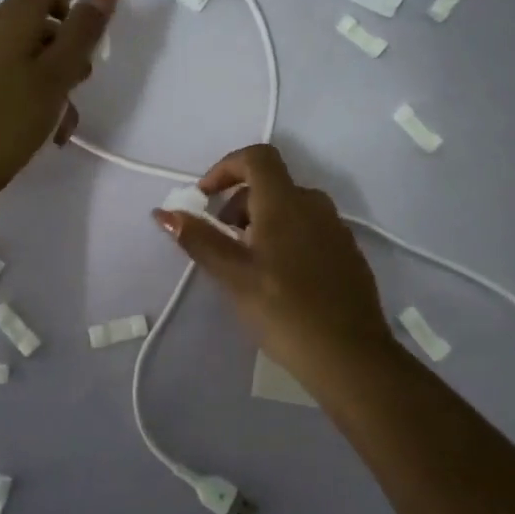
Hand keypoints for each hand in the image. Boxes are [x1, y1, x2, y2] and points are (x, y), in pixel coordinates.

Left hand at [0, 0, 119, 205]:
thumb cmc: (8, 120)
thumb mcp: (57, 74)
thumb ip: (85, 29)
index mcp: (6, 19)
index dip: (73, 5)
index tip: (86, 45)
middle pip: (38, 23)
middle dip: (67, 53)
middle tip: (77, 89)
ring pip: (26, 56)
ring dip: (53, 83)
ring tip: (62, 124)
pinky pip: (8, 77)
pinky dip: (30, 96)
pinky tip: (42, 132)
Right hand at [152, 143, 396, 387]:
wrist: (351, 356)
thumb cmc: (284, 310)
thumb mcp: (234, 276)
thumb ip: (199, 239)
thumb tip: (163, 212)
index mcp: (286, 202)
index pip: (256, 157)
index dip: (225, 167)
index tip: (205, 198)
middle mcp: (314, 204)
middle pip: (270, 184)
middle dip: (238, 204)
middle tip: (222, 243)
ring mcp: (336, 228)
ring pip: (290, 208)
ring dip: (261, 222)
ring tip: (247, 264)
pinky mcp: (348, 253)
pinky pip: (309, 228)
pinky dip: (285, 237)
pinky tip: (279, 279)